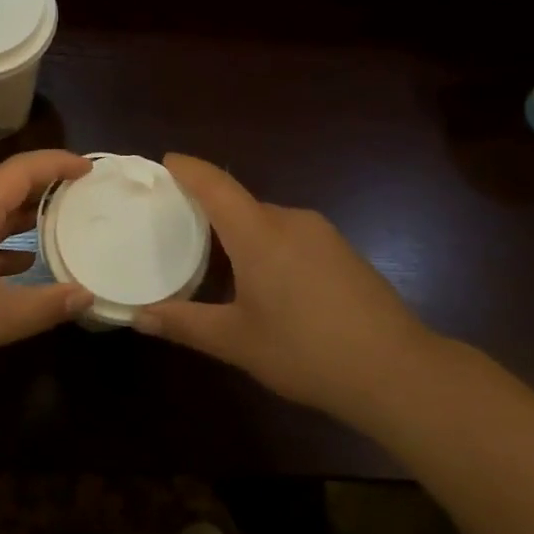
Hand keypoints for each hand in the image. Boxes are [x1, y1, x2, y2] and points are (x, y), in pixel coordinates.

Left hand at [0, 150, 93, 387]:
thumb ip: (45, 305)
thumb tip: (86, 295)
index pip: (23, 170)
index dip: (59, 164)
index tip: (92, 170)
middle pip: (7, 185)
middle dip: (48, 187)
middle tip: (87, 197)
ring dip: (26, 215)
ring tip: (66, 225)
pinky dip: (4, 240)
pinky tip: (24, 262)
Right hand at [134, 154, 455, 422]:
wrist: (397, 371)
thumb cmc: (306, 351)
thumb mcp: (236, 341)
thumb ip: (184, 323)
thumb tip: (136, 315)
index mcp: (259, 233)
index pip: (216, 185)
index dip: (188, 169)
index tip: (165, 162)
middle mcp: (291, 220)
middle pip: (240, 203)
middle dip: (210, 208)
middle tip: (179, 226)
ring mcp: (323, 234)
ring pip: (268, 221)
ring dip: (241, 232)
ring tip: (218, 261)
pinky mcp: (344, 252)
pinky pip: (293, 236)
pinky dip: (269, 246)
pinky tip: (268, 282)